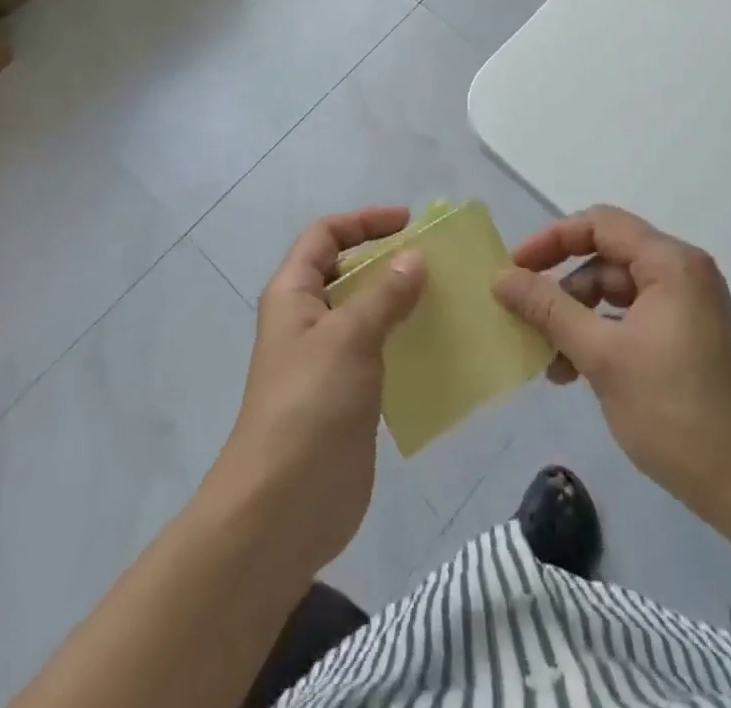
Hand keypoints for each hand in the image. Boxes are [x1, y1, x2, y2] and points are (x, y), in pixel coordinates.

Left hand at [202, 207, 426, 580]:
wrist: (282, 509)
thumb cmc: (309, 406)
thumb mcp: (348, 337)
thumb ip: (384, 295)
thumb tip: (414, 258)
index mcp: (294, 293)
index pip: (325, 236)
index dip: (363, 222)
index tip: (408, 224)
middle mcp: (308, 319)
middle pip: (348, 272)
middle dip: (388, 262)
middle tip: (437, 263)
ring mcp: (328, 360)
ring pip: (367, 314)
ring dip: (402, 303)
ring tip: (448, 300)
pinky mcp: (348, 397)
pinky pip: (380, 354)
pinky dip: (406, 343)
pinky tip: (440, 348)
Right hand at [493, 206, 730, 528]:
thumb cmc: (673, 412)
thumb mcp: (601, 356)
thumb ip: (548, 309)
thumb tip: (501, 278)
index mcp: (670, 263)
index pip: (599, 224)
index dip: (552, 240)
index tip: (516, 269)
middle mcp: (681, 273)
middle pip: (605, 256)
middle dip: (561, 285)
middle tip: (523, 312)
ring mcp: (686, 306)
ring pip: (614, 290)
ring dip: (576, 316)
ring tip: (547, 357)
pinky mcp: (685, 336)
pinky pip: (630, 316)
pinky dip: (599, 334)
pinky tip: (572, 371)